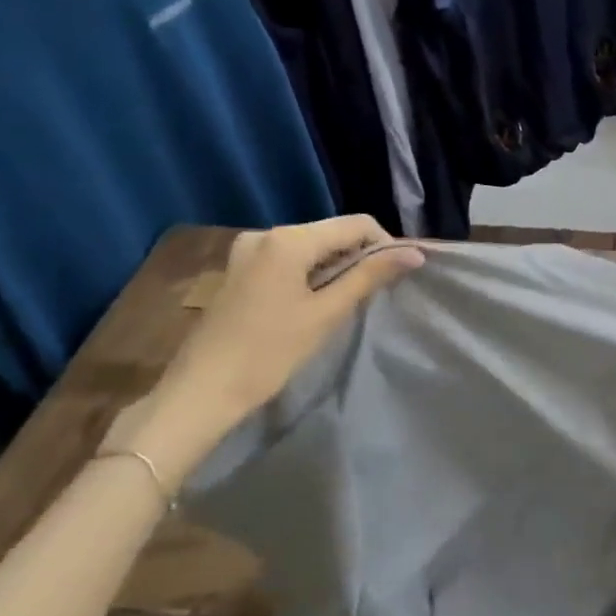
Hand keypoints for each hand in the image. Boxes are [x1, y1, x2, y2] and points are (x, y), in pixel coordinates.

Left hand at [103, 217, 423, 491]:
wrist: (201, 392)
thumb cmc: (269, 353)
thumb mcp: (326, 313)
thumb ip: (369, 277)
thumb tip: (415, 254)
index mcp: (289, 239)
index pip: (356, 224)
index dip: (385, 245)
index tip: (396, 277)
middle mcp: (266, 233)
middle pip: (332, 232)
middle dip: (360, 255)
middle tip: (375, 292)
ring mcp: (248, 250)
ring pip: (311, 246)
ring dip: (336, 265)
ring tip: (347, 299)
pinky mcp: (240, 269)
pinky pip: (288, 258)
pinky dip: (310, 272)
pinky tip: (314, 302)